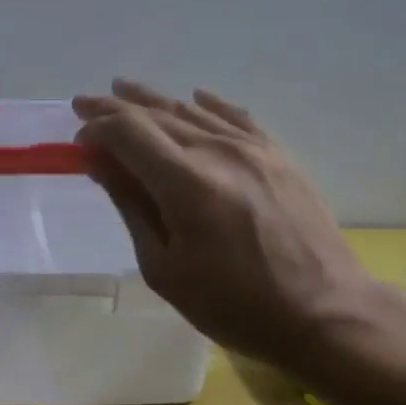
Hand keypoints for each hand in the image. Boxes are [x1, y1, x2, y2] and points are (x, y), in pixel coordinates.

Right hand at [73, 80, 377, 362]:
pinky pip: (236, 116)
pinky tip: (194, 98)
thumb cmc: (235, 305)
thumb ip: (132, 206)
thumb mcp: (165, 268)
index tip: (78, 141)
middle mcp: (218, 151)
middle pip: (156, 114)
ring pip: (193, 110)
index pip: (128, 131)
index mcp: (185, 182)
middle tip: (85, 103)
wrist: (327, 314)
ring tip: (124, 90)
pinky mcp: (279, 155)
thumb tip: (101, 162)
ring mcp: (254, 149)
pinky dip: (209, 104)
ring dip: (154, 100)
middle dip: (115, 107)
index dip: (97, 129)